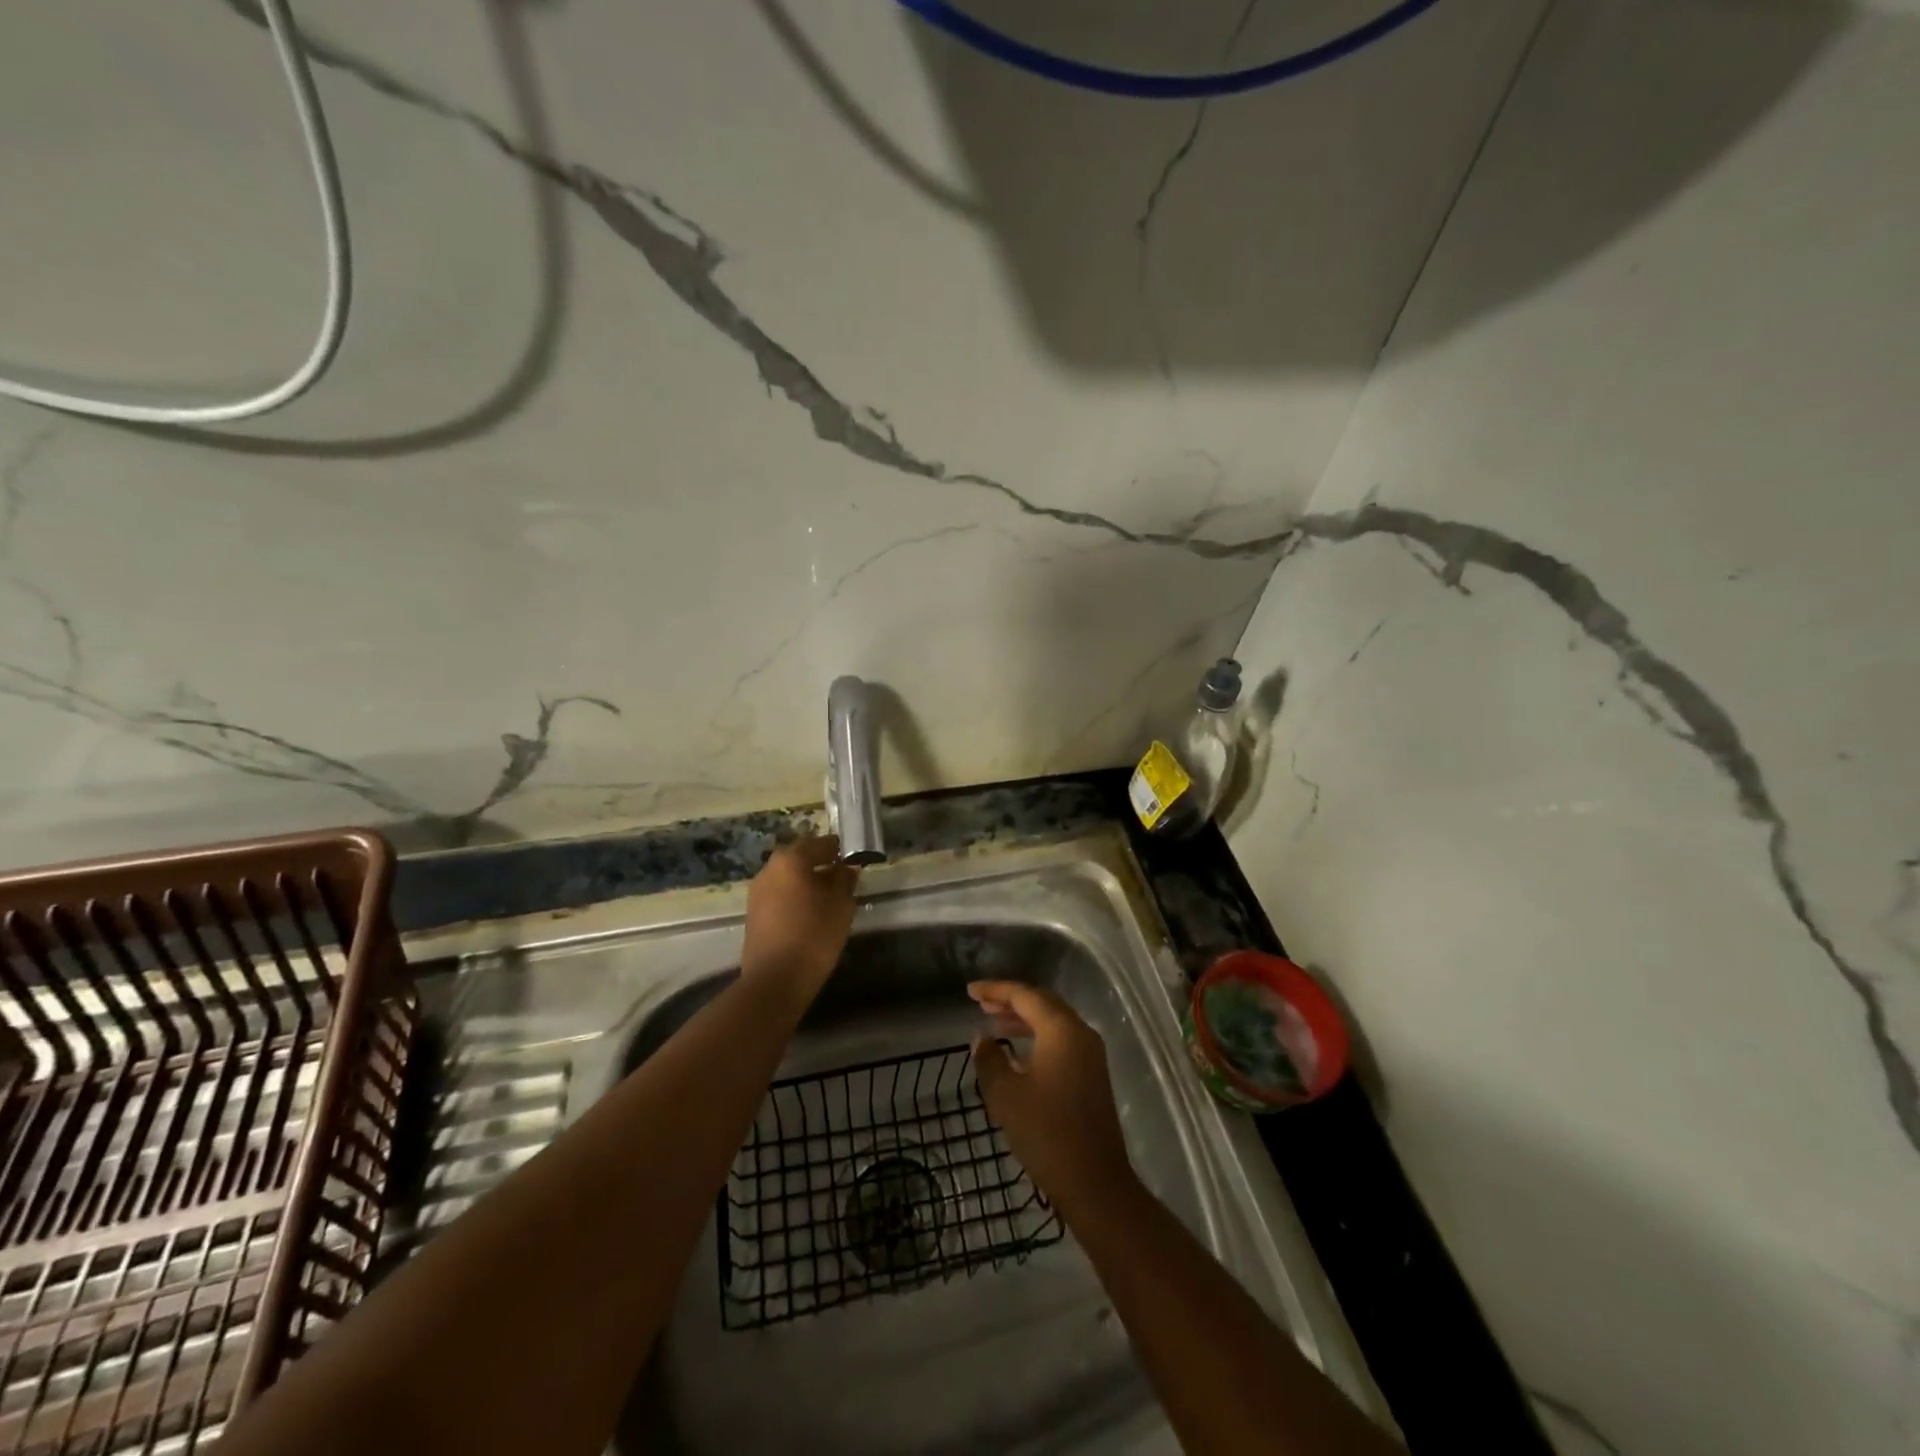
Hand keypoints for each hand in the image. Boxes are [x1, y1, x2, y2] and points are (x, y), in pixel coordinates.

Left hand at [741, 836, 859, 1004]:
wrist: (775, 981)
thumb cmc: (814, 934)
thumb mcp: (841, 904)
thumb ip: (845, 879)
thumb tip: (847, 866)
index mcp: (790, 860)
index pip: (818, 843)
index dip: (837, 849)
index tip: (853, 857)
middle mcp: (769, 870)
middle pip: (799, 859)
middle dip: (820, 864)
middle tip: (843, 876)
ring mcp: (757, 893)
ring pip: (788, 878)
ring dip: (807, 882)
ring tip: (829, 897)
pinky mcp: (753, 915)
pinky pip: (779, 896)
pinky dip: (795, 897)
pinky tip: (811, 913)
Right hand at [969, 981, 1134, 1215]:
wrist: (1095, 1183)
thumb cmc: (1047, 1134)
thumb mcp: (1006, 1096)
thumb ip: (990, 1060)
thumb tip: (981, 1039)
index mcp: (1062, 1030)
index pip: (1026, 995)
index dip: (996, 990)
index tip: (970, 991)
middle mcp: (1081, 1034)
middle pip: (1043, 1003)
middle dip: (1011, 1000)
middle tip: (981, 1004)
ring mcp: (1091, 1055)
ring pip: (1054, 1022)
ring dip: (1024, 1019)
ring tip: (994, 1023)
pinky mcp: (1092, 1076)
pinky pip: (1061, 1041)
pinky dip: (1037, 1037)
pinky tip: (1017, 1053)